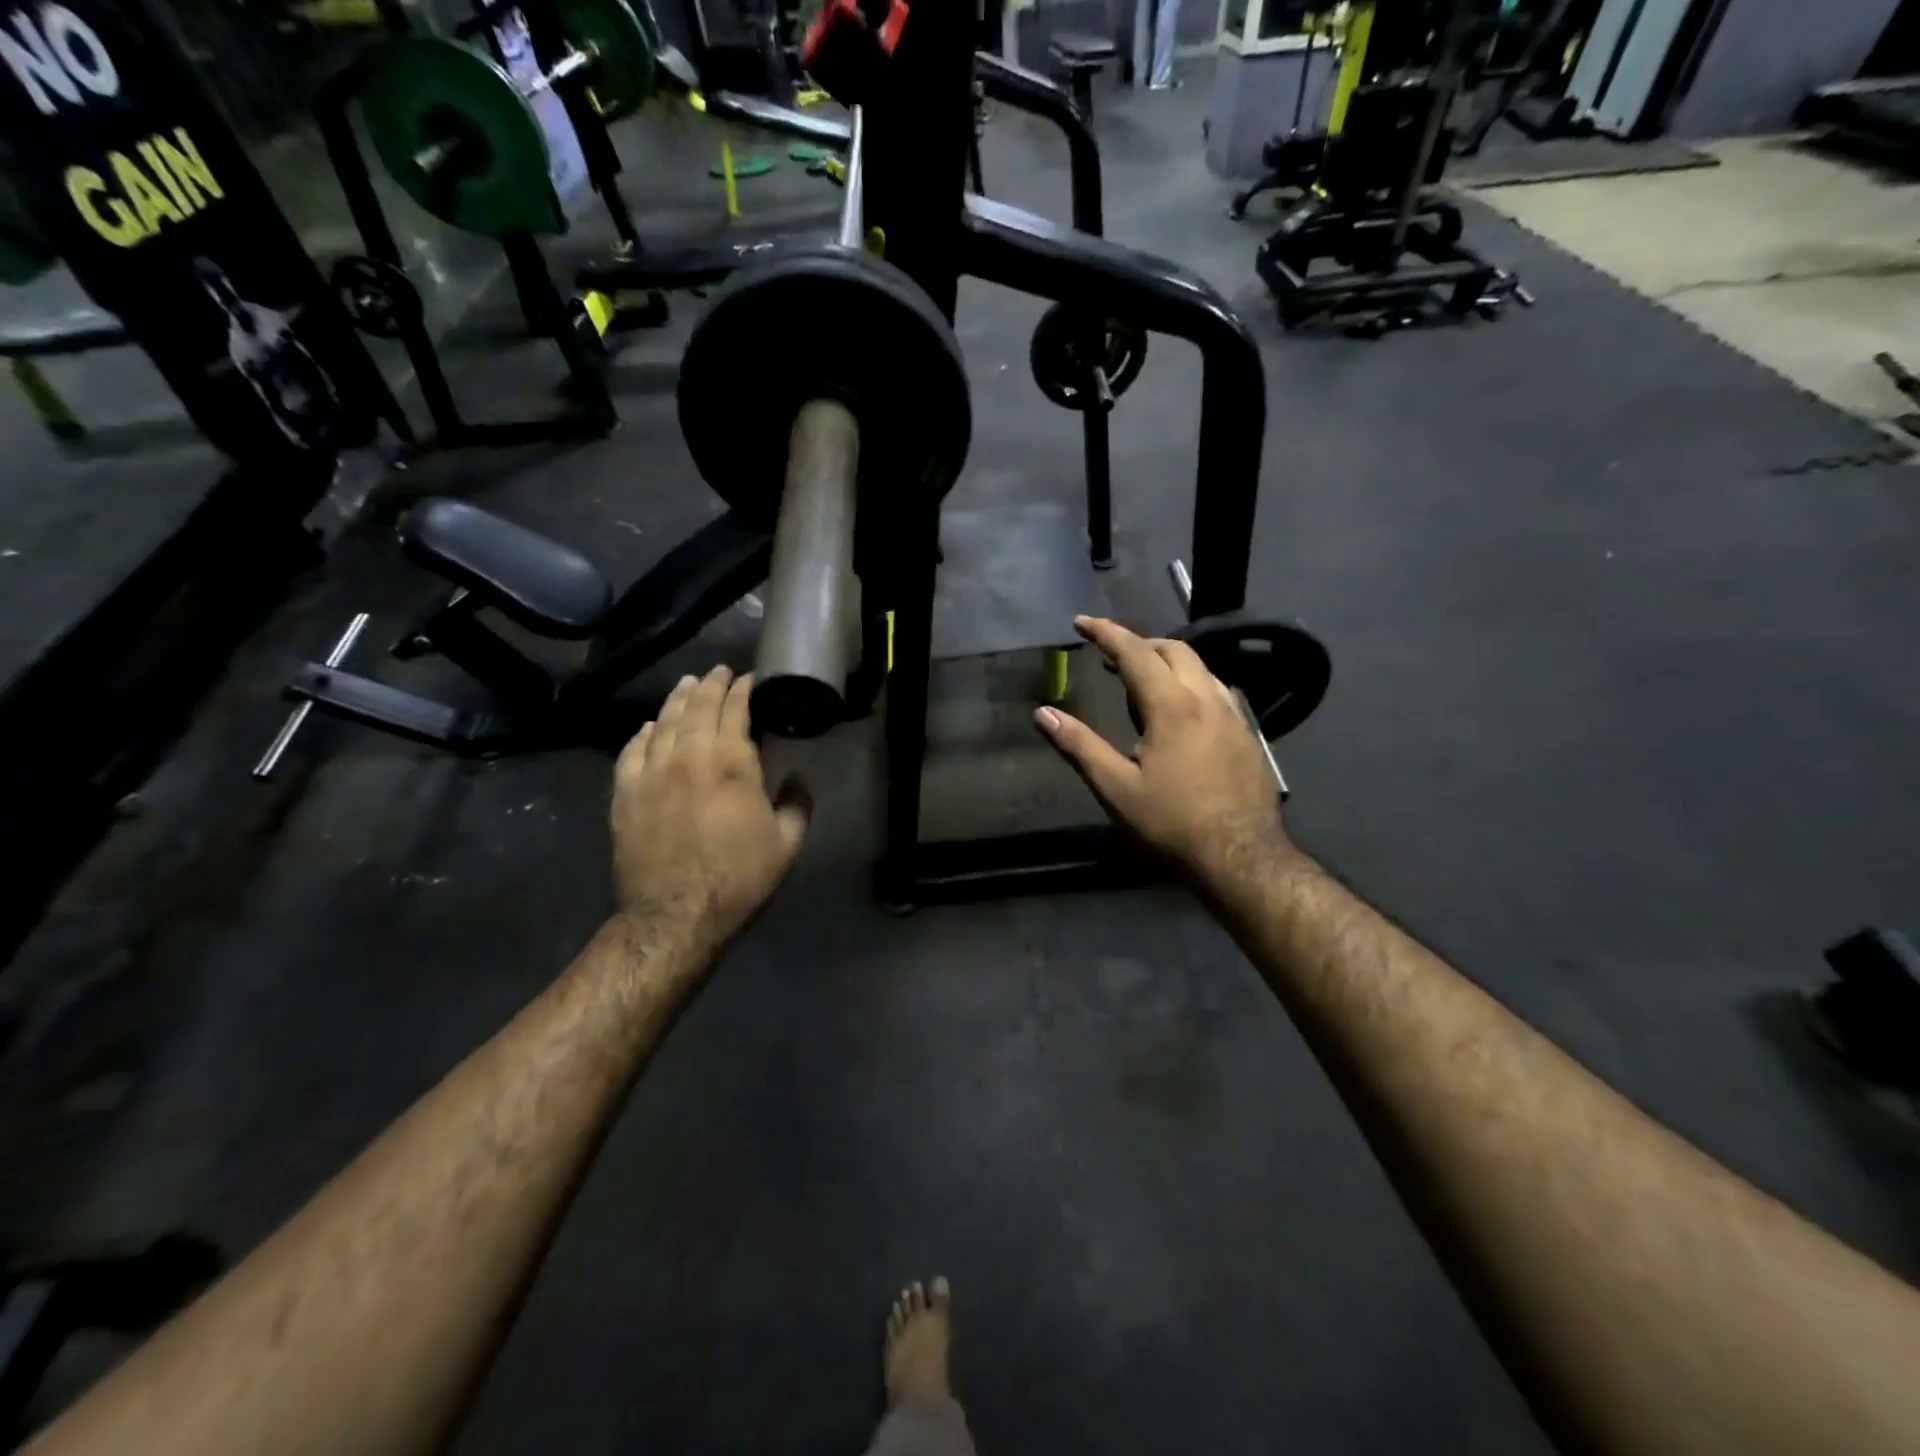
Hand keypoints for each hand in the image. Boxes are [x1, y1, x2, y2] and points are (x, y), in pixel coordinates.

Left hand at [612, 666, 808, 946]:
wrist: (675, 914)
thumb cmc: (739, 878)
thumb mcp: (788, 843)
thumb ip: (798, 803)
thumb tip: (798, 777)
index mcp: (733, 762)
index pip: (736, 708)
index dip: (744, 689)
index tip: (751, 678)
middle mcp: (689, 755)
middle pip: (698, 706)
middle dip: (711, 684)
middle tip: (720, 671)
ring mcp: (651, 772)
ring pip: (664, 721)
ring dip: (678, 699)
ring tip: (688, 684)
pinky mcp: (625, 793)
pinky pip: (632, 750)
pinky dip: (644, 732)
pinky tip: (650, 726)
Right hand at [1034, 616, 1290, 884]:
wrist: (1241, 856)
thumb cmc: (1172, 823)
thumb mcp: (1115, 788)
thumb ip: (1079, 746)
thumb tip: (1042, 714)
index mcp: (1171, 706)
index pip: (1134, 652)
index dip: (1105, 632)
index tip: (1081, 622)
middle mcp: (1206, 698)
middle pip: (1173, 649)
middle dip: (1139, 642)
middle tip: (1110, 656)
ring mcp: (1233, 715)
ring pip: (1199, 667)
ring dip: (1167, 660)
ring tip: (1141, 681)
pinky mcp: (1247, 734)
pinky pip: (1216, 689)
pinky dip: (1189, 682)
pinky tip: (1180, 710)